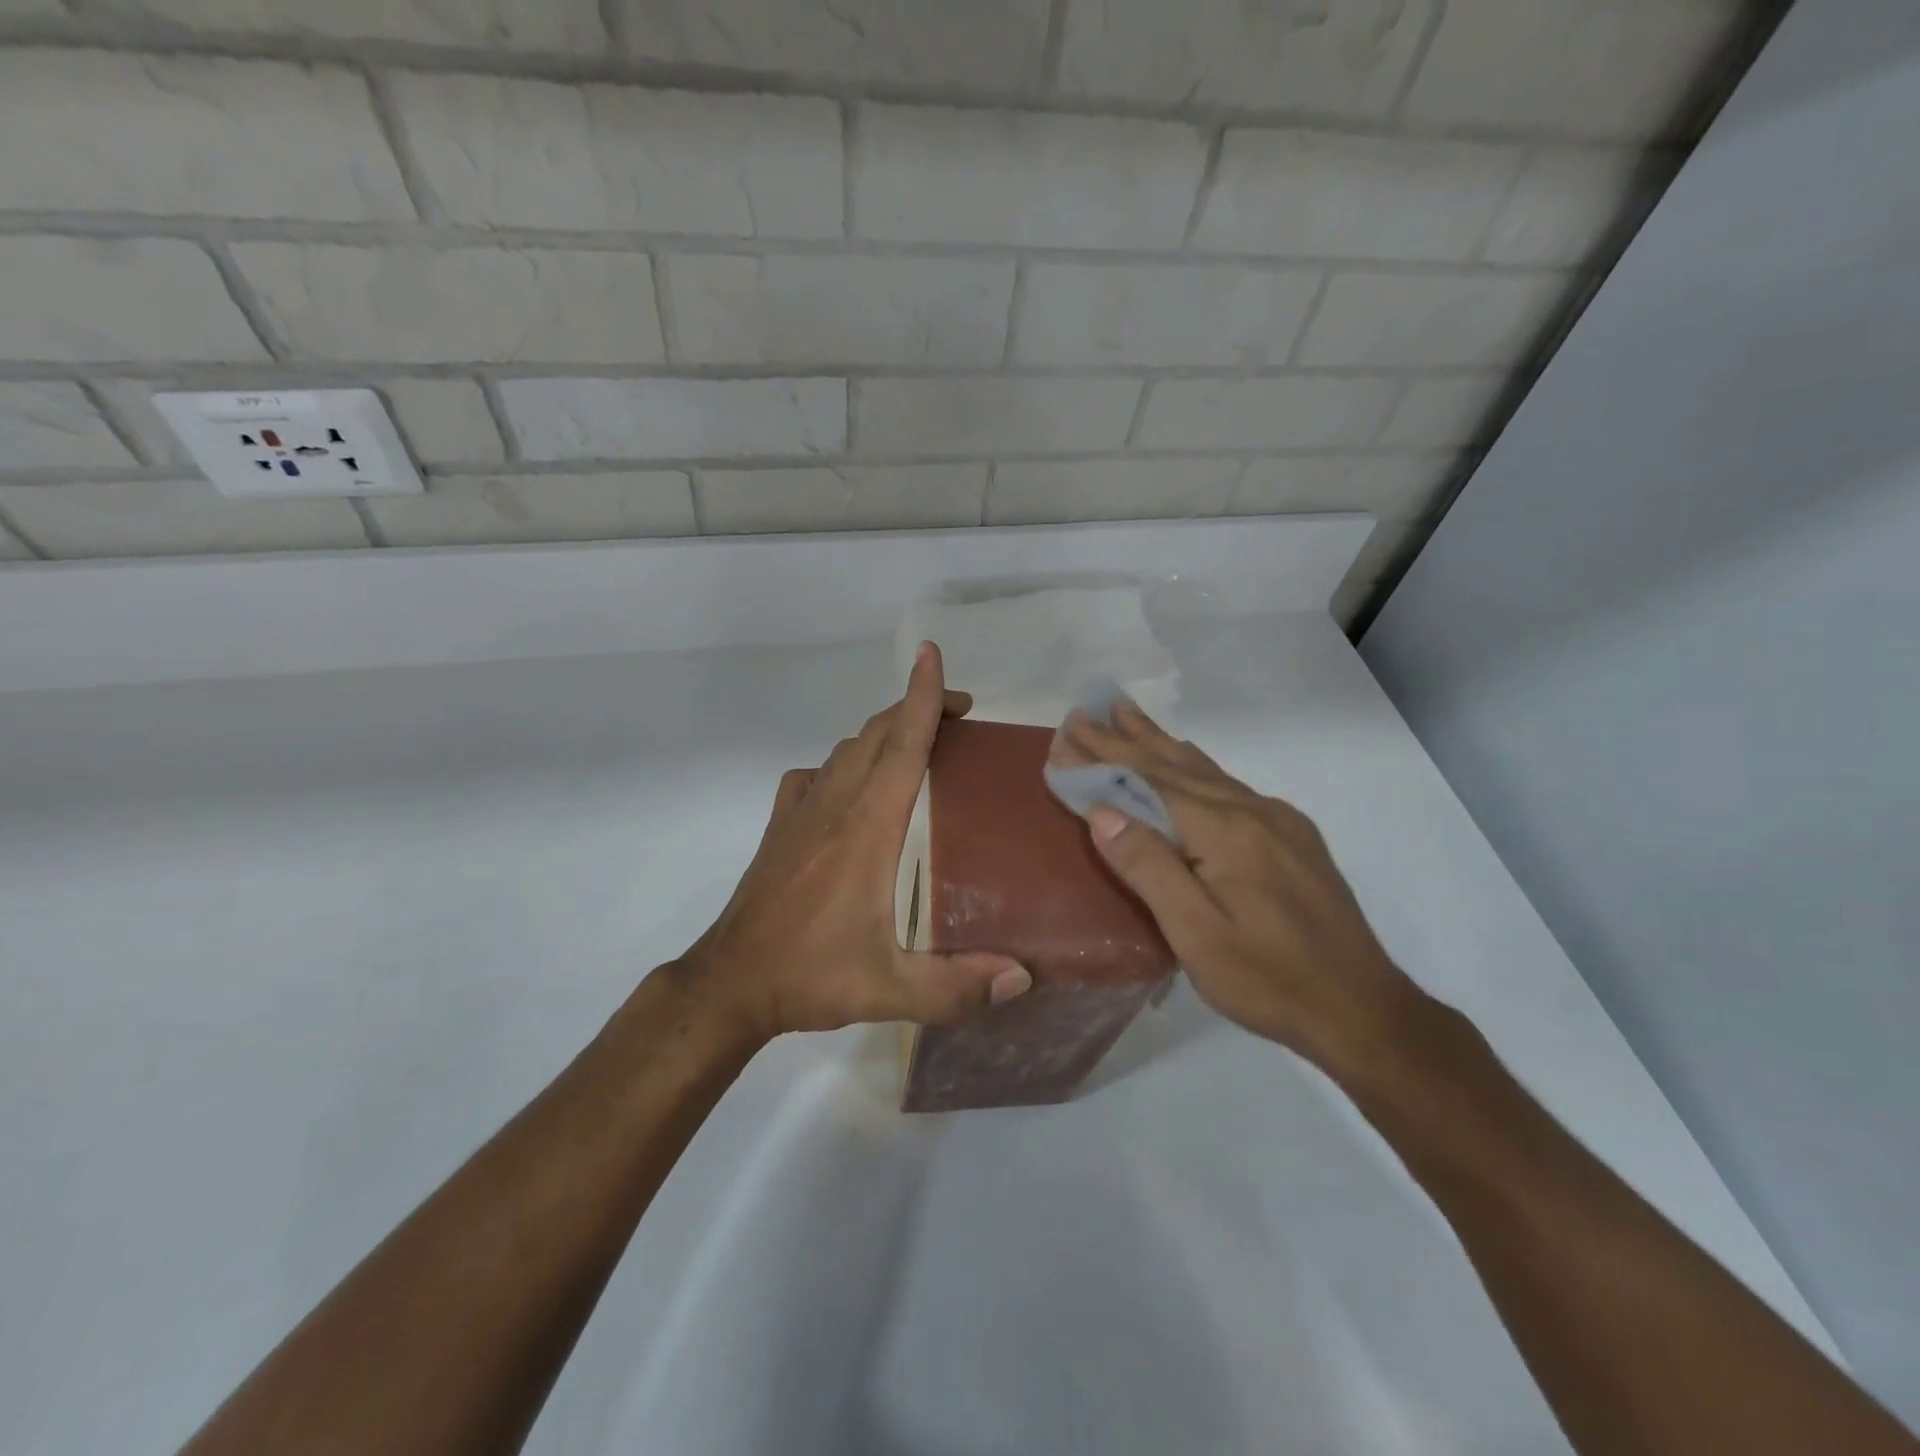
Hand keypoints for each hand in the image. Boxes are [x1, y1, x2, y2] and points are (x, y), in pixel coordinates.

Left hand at [679, 643, 1031, 1041]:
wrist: (730, 982)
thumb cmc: (812, 975)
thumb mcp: (890, 990)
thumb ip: (957, 987)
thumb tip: (1023, 979)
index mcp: (867, 827)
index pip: (901, 745)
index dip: (921, 697)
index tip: (933, 656)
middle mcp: (834, 805)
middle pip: (876, 734)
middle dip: (916, 708)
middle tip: (959, 715)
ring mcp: (801, 811)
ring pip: (846, 750)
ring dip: (883, 733)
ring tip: (916, 745)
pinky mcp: (780, 825)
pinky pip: (814, 774)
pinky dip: (841, 764)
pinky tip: (850, 786)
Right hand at [1051, 701, 1422, 1081]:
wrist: (1363, 1010)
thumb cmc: (1268, 979)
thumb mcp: (1196, 934)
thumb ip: (1149, 866)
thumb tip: (1102, 811)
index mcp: (1227, 831)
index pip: (1150, 783)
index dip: (1104, 760)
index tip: (1063, 737)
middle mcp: (1253, 811)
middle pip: (1175, 766)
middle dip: (1124, 739)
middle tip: (1083, 712)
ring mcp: (1278, 821)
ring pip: (1205, 770)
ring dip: (1159, 741)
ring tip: (1126, 713)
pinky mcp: (1292, 837)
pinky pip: (1229, 785)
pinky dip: (1194, 764)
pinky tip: (1185, 757)